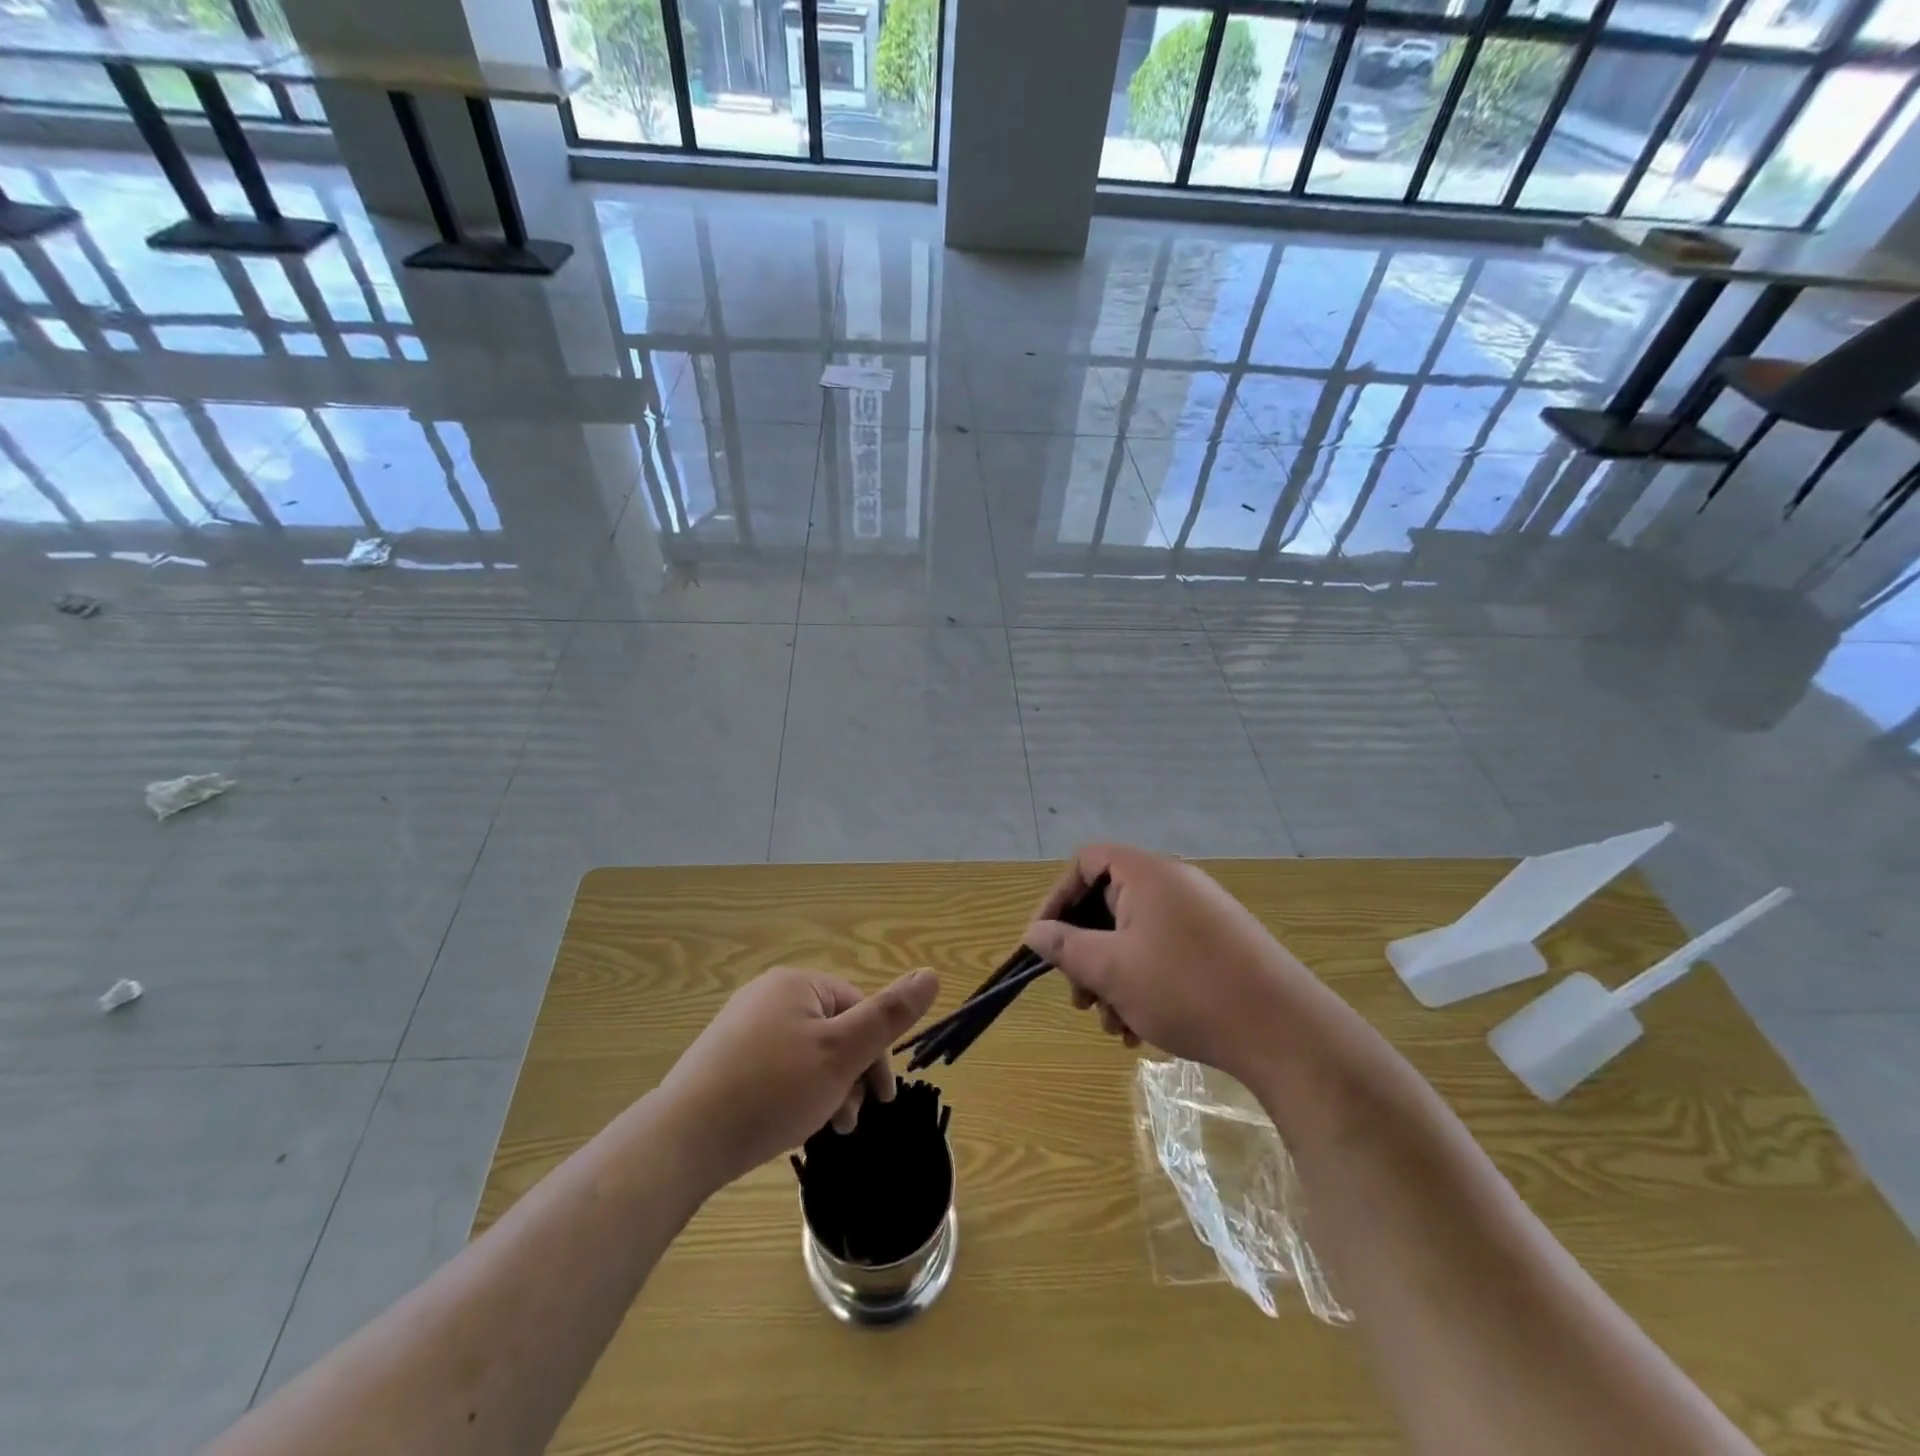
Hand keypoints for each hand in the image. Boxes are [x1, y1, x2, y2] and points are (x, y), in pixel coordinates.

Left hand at [656, 966, 938, 1190]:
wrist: (683, 1140)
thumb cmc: (773, 1090)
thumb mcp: (842, 1053)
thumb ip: (889, 1016)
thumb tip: (931, 973)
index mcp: (797, 984)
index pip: (858, 1008)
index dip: (877, 1054)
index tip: (881, 1100)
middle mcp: (767, 995)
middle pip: (832, 1031)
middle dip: (851, 1075)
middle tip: (850, 1121)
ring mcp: (741, 1027)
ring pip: (806, 1053)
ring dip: (826, 1089)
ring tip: (825, 1130)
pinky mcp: (723, 1059)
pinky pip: (776, 1068)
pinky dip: (793, 1093)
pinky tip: (791, 1125)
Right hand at [1023, 845, 1308, 1081]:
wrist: (1285, 1033)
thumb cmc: (1185, 989)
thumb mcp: (1111, 969)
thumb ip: (1065, 946)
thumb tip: (1035, 931)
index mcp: (1147, 873)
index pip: (1086, 861)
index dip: (1057, 898)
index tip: (1044, 941)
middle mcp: (1175, 884)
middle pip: (1109, 903)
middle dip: (1085, 952)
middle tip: (1079, 997)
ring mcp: (1202, 915)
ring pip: (1135, 936)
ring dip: (1113, 977)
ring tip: (1113, 1024)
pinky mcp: (1220, 946)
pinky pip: (1164, 952)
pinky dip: (1143, 983)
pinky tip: (1142, 1029)